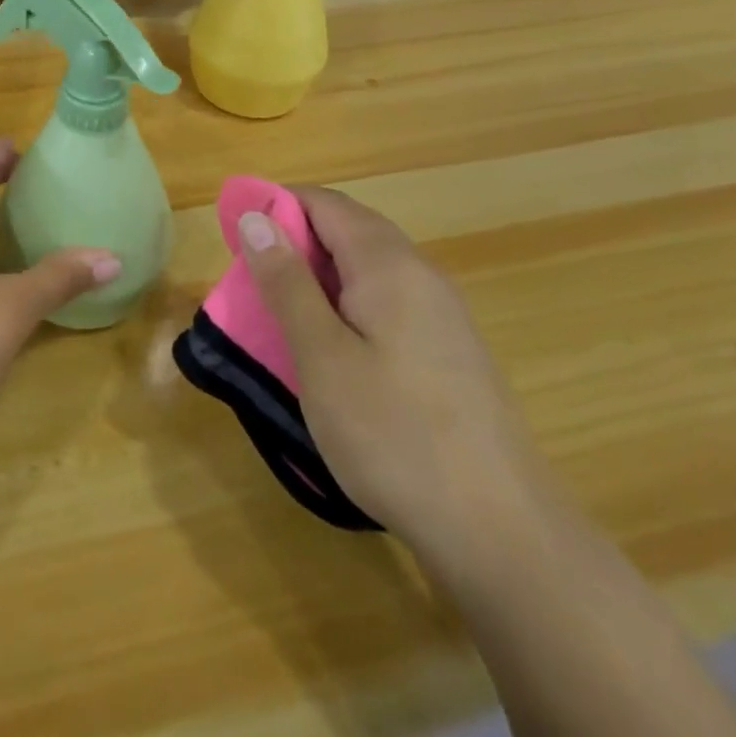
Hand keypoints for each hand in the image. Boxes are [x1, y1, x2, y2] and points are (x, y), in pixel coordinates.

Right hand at [238, 187, 552, 558]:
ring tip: (282, 316)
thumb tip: (256, 217)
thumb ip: (287, 282)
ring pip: (367, 267)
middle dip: (294, 242)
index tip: (234, 238)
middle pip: (348, 228)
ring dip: (318, 276)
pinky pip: (386, 300)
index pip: (324, 203)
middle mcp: (420, 274)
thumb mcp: (322, 356)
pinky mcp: (449, 350)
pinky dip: (346, 305)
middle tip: (251, 282)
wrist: (501, 533)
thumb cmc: (394, 435)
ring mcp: (441, 313)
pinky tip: (332, 349)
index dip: (275, 207)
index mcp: (388, 264)